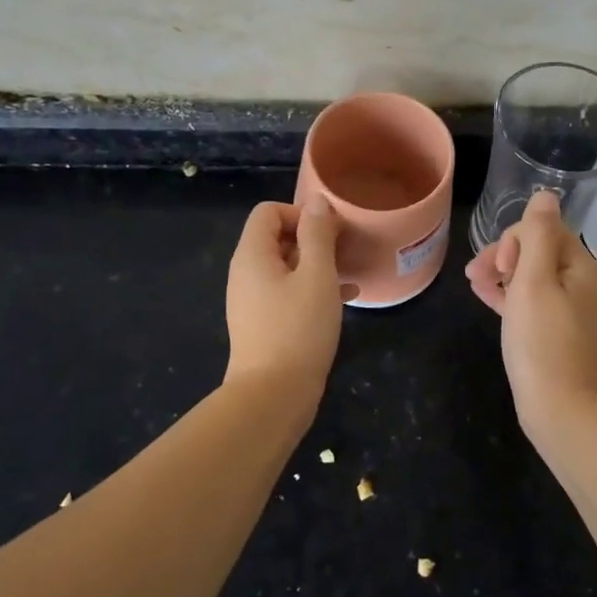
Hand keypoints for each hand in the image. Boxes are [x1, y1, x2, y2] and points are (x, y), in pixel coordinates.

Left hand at [224, 196, 348, 398]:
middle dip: (313, 238)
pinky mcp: (264, 323)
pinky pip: (288, 291)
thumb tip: (318, 201)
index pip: (269, 212)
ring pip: (287, 266)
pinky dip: (313, 288)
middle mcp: (246, 273)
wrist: (273, 395)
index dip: (301, 213)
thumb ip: (318, 234)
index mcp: (252, 255)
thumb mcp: (317, 275)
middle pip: (277, 237)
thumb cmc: (298, 328)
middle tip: (346, 250)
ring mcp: (253, 299)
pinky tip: (346, 299)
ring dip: (318, 263)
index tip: (331, 232)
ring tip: (350, 271)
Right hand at [466, 190, 596, 433]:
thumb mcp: (535, 282)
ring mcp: (570, 311)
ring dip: (501, 274)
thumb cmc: (543, 343)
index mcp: (580, 267)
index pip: (545, 229)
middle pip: (538, 251)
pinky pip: (531, 303)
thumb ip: (539, 236)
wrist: (563, 411)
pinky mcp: (557, 334)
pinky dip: (509, 297)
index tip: (498, 266)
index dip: (515, 239)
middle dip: (504, 255)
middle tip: (476, 275)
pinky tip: (486, 298)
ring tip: (473, 285)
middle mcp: (580, 284)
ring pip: (532, 277)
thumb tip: (546, 194)